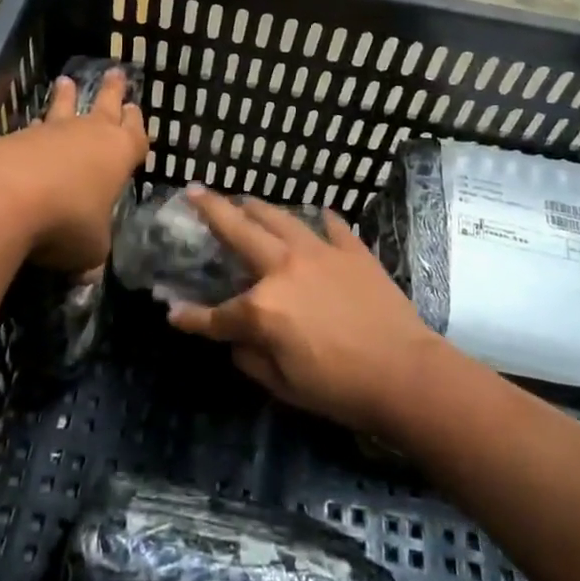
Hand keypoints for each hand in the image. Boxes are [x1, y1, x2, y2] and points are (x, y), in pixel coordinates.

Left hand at [0, 68, 146, 273]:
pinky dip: (36, 129)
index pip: (135, 135)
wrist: (4, 197)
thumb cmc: (67, 220)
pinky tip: (31, 129)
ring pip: (64, 109)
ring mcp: (51, 133)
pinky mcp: (15, 138)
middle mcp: (89, 135)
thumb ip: (93, 252)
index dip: (136, 124)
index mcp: (119, 155)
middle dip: (112, 92)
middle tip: (115, 73)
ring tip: (66, 82)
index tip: (135, 108)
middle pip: (105, 107)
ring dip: (67, 97)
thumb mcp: (91, 248)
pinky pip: (33, 129)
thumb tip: (86, 272)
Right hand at [165, 188, 437, 437]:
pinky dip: (320, 220)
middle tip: (195, 192)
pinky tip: (317, 215)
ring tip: (245, 200)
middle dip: (211, 210)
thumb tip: (237, 341)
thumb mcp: (284, 385)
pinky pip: (332, 226)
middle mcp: (284, 268)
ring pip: (280, 218)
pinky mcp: (353, 251)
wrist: (406, 374)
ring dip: (257, 207)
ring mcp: (320, 253)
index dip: (190, 318)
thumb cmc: (340, 388)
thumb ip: (251, 358)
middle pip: (239, 231)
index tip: (173, 314)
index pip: (216, 314)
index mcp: (263, 307)